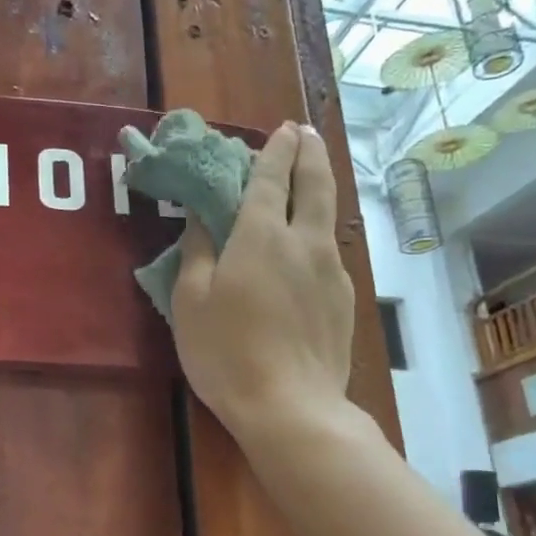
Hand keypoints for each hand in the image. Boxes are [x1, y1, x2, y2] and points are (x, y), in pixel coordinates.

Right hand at [171, 121, 354, 438]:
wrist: (291, 407)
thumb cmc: (226, 353)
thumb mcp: (191, 302)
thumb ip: (197, 252)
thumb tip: (200, 216)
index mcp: (261, 237)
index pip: (271, 178)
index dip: (276, 150)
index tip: (282, 129)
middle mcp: (303, 242)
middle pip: (315, 184)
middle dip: (310, 153)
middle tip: (304, 134)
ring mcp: (331, 270)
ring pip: (327, 217)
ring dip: (319, 188)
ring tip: (309, 180)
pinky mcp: (345, 299)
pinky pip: (329, 252)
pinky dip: (317, 234)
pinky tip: (306, 250)